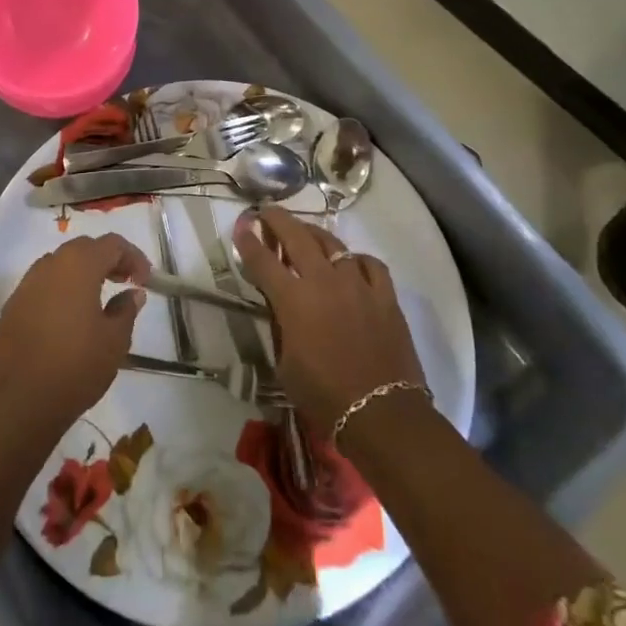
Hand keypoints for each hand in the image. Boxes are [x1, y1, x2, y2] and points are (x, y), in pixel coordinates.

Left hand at [0, 233, 151, 434]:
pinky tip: (68, 318)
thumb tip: (132, 293)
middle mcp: (49, 266)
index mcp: (78, 266)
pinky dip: (60, 290)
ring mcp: (26, 285)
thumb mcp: (114, 340)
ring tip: (98, 299)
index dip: (133, 256)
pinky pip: (42, 285)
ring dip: (82, 273)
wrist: (21, 403)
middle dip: (107, 260)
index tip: (145, 280)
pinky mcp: (12, 307)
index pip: (111, 244)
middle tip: (125, 282)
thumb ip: (126, 309)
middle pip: (83, 248)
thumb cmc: (76, 366)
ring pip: (59, 265)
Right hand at [233, 207, 426, 437]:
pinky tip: (351, 263)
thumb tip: (281, 307)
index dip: (248, 242)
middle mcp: (324, 282)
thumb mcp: (286, 363)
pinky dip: (356, 259)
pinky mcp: (385, 296)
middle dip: (278, 220)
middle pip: (297, 237)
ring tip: (305, 232)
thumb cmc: (324, 396)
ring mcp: (358, 284)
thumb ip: (282, 326)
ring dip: (314, 234)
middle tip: (266, 211)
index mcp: (294, 300)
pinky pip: (370, 264)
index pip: (263, 261)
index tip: (240, 227)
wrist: (382, 414)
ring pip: (333, 244)